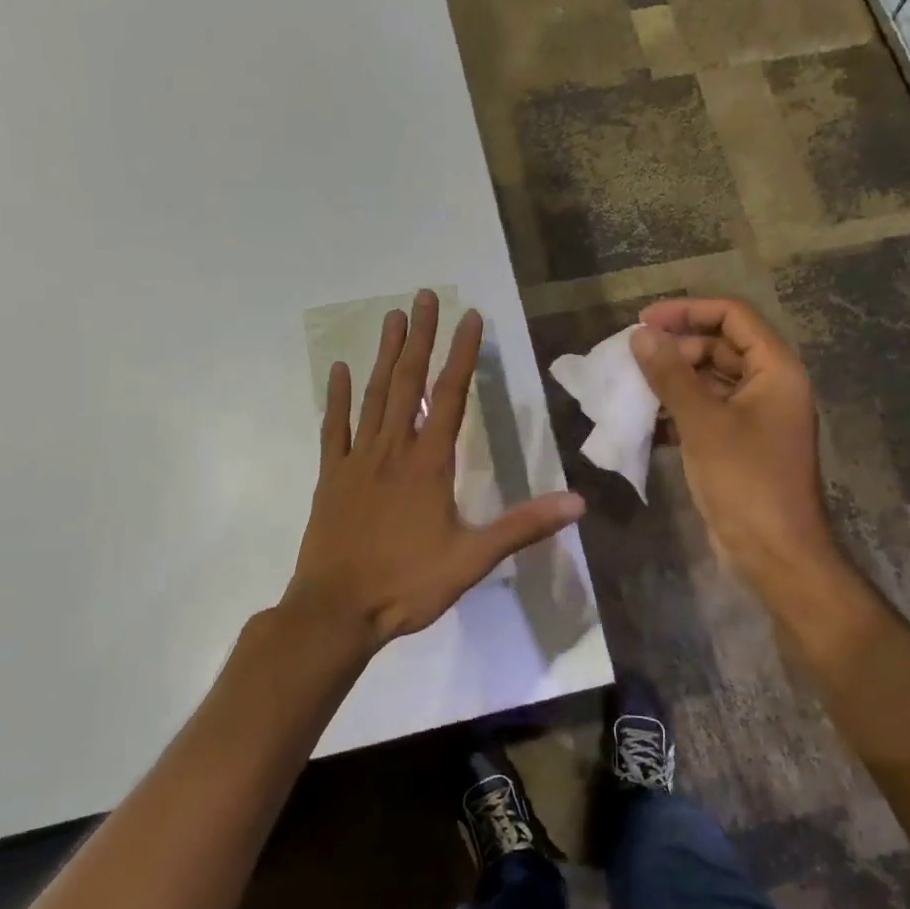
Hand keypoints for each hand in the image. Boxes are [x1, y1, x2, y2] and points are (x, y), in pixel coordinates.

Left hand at [283, 289, 584, 648]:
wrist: (335, 612)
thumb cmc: (406, 585)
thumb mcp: (472, 559)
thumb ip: (523, 526)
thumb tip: (578, 503)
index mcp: (428, 464)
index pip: (450, 396)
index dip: (462, 354)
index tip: (470, 316)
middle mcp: (392, 450)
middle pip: (409, 382)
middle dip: (420, 337)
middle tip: (424, 295)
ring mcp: (357, 460)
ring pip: (374, 395)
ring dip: (385, 355)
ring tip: (392, 317)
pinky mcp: (331, 476)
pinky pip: (334, 427)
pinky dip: (337, 397)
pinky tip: (340, 369)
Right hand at [631, 299, 839, 596]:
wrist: (775, 554)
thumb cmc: (746, 482)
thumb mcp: (703, 423)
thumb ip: (671, 375)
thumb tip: (640, 335)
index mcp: (775, 370)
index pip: (732, 317)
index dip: (687, 312)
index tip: (643, 321)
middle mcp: (769, 386)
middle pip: (719, 347)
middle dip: (675, 350)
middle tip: (632, 360)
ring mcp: (755, 418)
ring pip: (709, 382)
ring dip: (672, 382)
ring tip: (631, 388)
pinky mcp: (739, 445)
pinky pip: (706, 413)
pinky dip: (678, 413)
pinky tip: (646, 423)